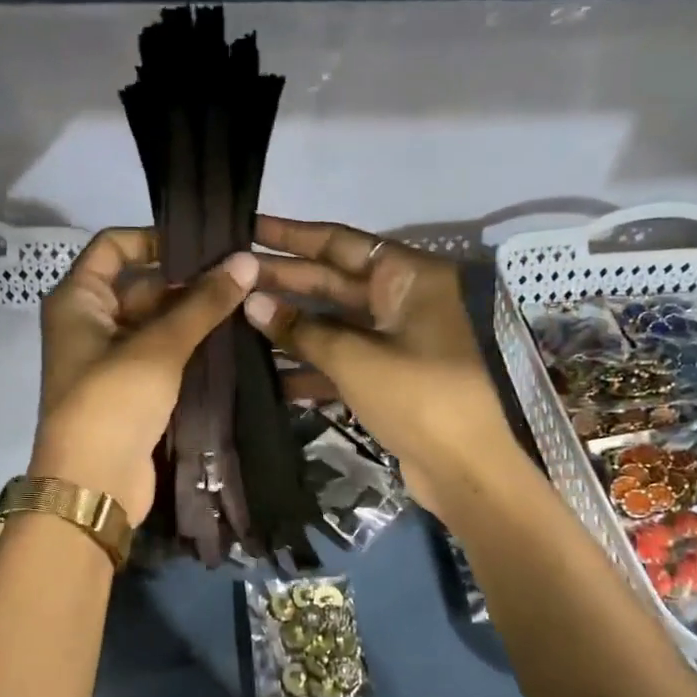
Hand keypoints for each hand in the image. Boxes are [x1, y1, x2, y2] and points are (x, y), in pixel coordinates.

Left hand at [35, 228, 257, 524]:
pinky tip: (232, 340)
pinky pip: (162, 356)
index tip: (204, 244)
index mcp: (78, 301)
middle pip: (140, 286)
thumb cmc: (113, 402)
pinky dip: (189, 348)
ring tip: (247, 302)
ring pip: (155, 324)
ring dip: (193, 317)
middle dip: (187, 282)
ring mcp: (110, 360)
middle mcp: (90, 323)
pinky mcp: (131, 391)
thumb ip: (202, 303)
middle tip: (242, 275)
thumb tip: (246, 260)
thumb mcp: (158, 347)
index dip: (154, 238)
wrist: (94, 485)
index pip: (112, 247)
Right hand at [244, 215, 519, 517]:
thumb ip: (301, 329)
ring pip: (333, 323)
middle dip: (284, 280)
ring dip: (290, 325)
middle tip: (231, 275)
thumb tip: (252, 301)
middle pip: (333, 281)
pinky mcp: (387, 376)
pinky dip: (309, 363)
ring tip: (236, 318)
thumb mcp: (355, 358)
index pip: (341, 242)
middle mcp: (403, 300)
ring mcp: (395, 340)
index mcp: (408, 278)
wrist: (465, 468)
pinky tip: (267, 370)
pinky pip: (341, 359)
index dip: (293, 236)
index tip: (250, 228)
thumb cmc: (418, 397)